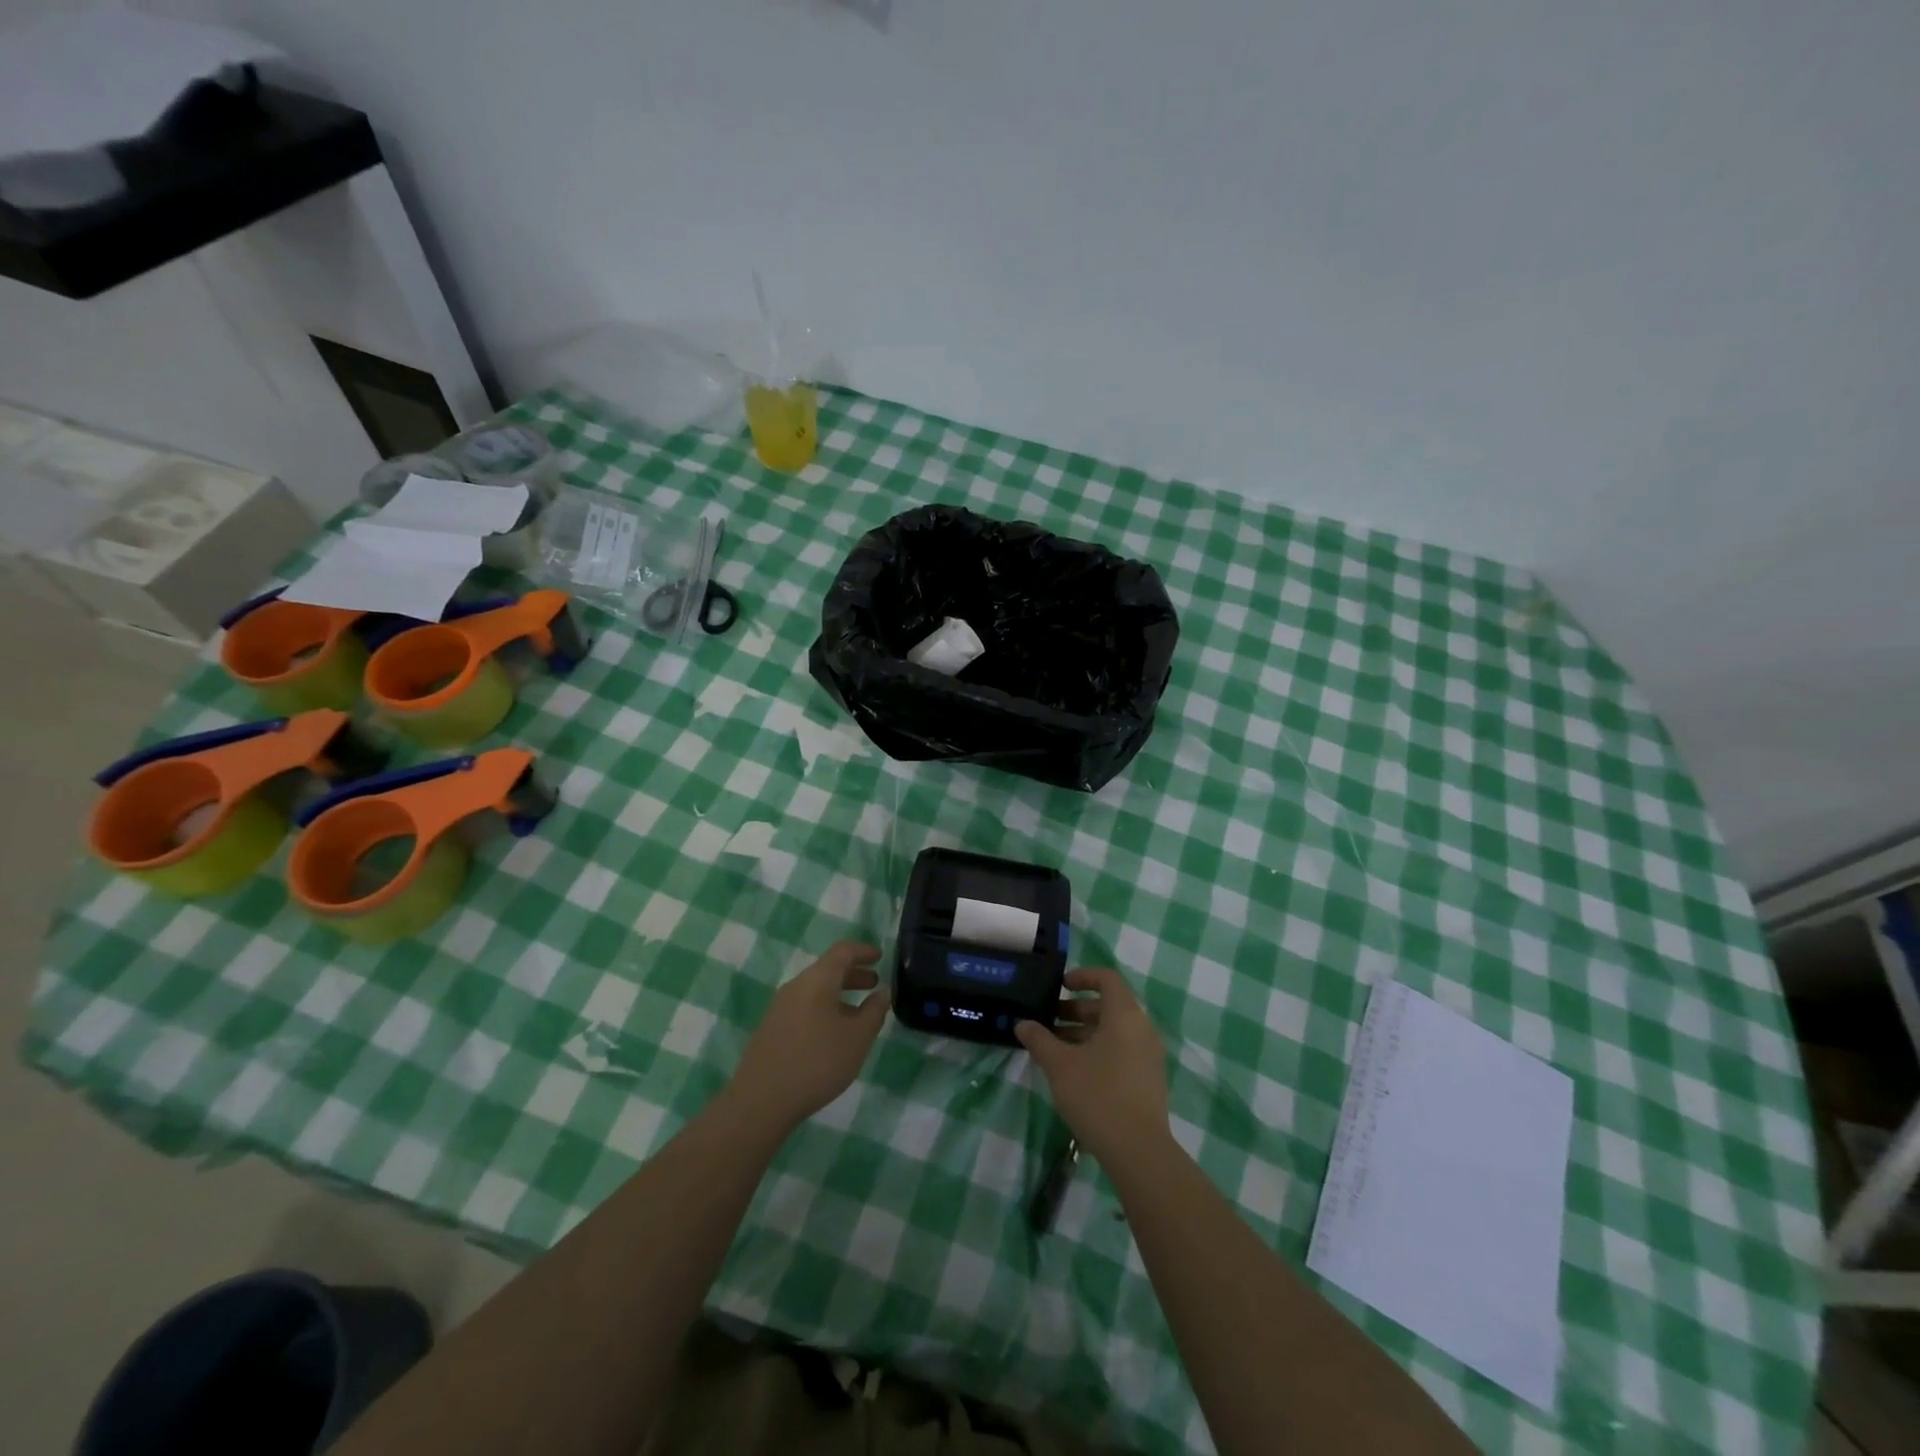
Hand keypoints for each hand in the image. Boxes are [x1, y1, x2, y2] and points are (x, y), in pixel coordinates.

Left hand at [727, 942, 890, 1132]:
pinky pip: (804, 1006)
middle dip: (853, 974)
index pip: (842, 951)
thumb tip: (882, 992)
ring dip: (839, 994)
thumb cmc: (817, 1062)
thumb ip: (874, 1011)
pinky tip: (833, 1033)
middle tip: (874, 984)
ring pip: (815, 989)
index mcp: (817, 980)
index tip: (879, 956)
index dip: (863, 951)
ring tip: (859, 1013)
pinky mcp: (772, 1028)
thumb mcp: (857, 1038)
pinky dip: (824, 1008)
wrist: (761, 1101)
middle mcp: (796, 986)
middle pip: (827, 969)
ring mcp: (780, 1007)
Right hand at [1016, 968, 1169, 1165]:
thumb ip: (1039, 1040)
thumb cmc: (1097, 1095)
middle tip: (1047, 1021)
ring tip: (1054, 1049)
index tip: (1060, 985)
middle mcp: (1142, 1028)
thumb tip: (1022, 1024)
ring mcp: (1149, 1055)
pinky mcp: (1149, 1079)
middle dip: (1076, 1009)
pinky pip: (1122, 1050)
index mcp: (1124, 1015)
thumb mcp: (1060, 1065)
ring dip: (1084, 1032)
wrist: (1139, 1151)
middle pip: (1108, 1006)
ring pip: (1114, 1031)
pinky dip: (1098, 1050)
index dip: (1082, 976)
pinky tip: (1074, 1072)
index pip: (1107, 978)